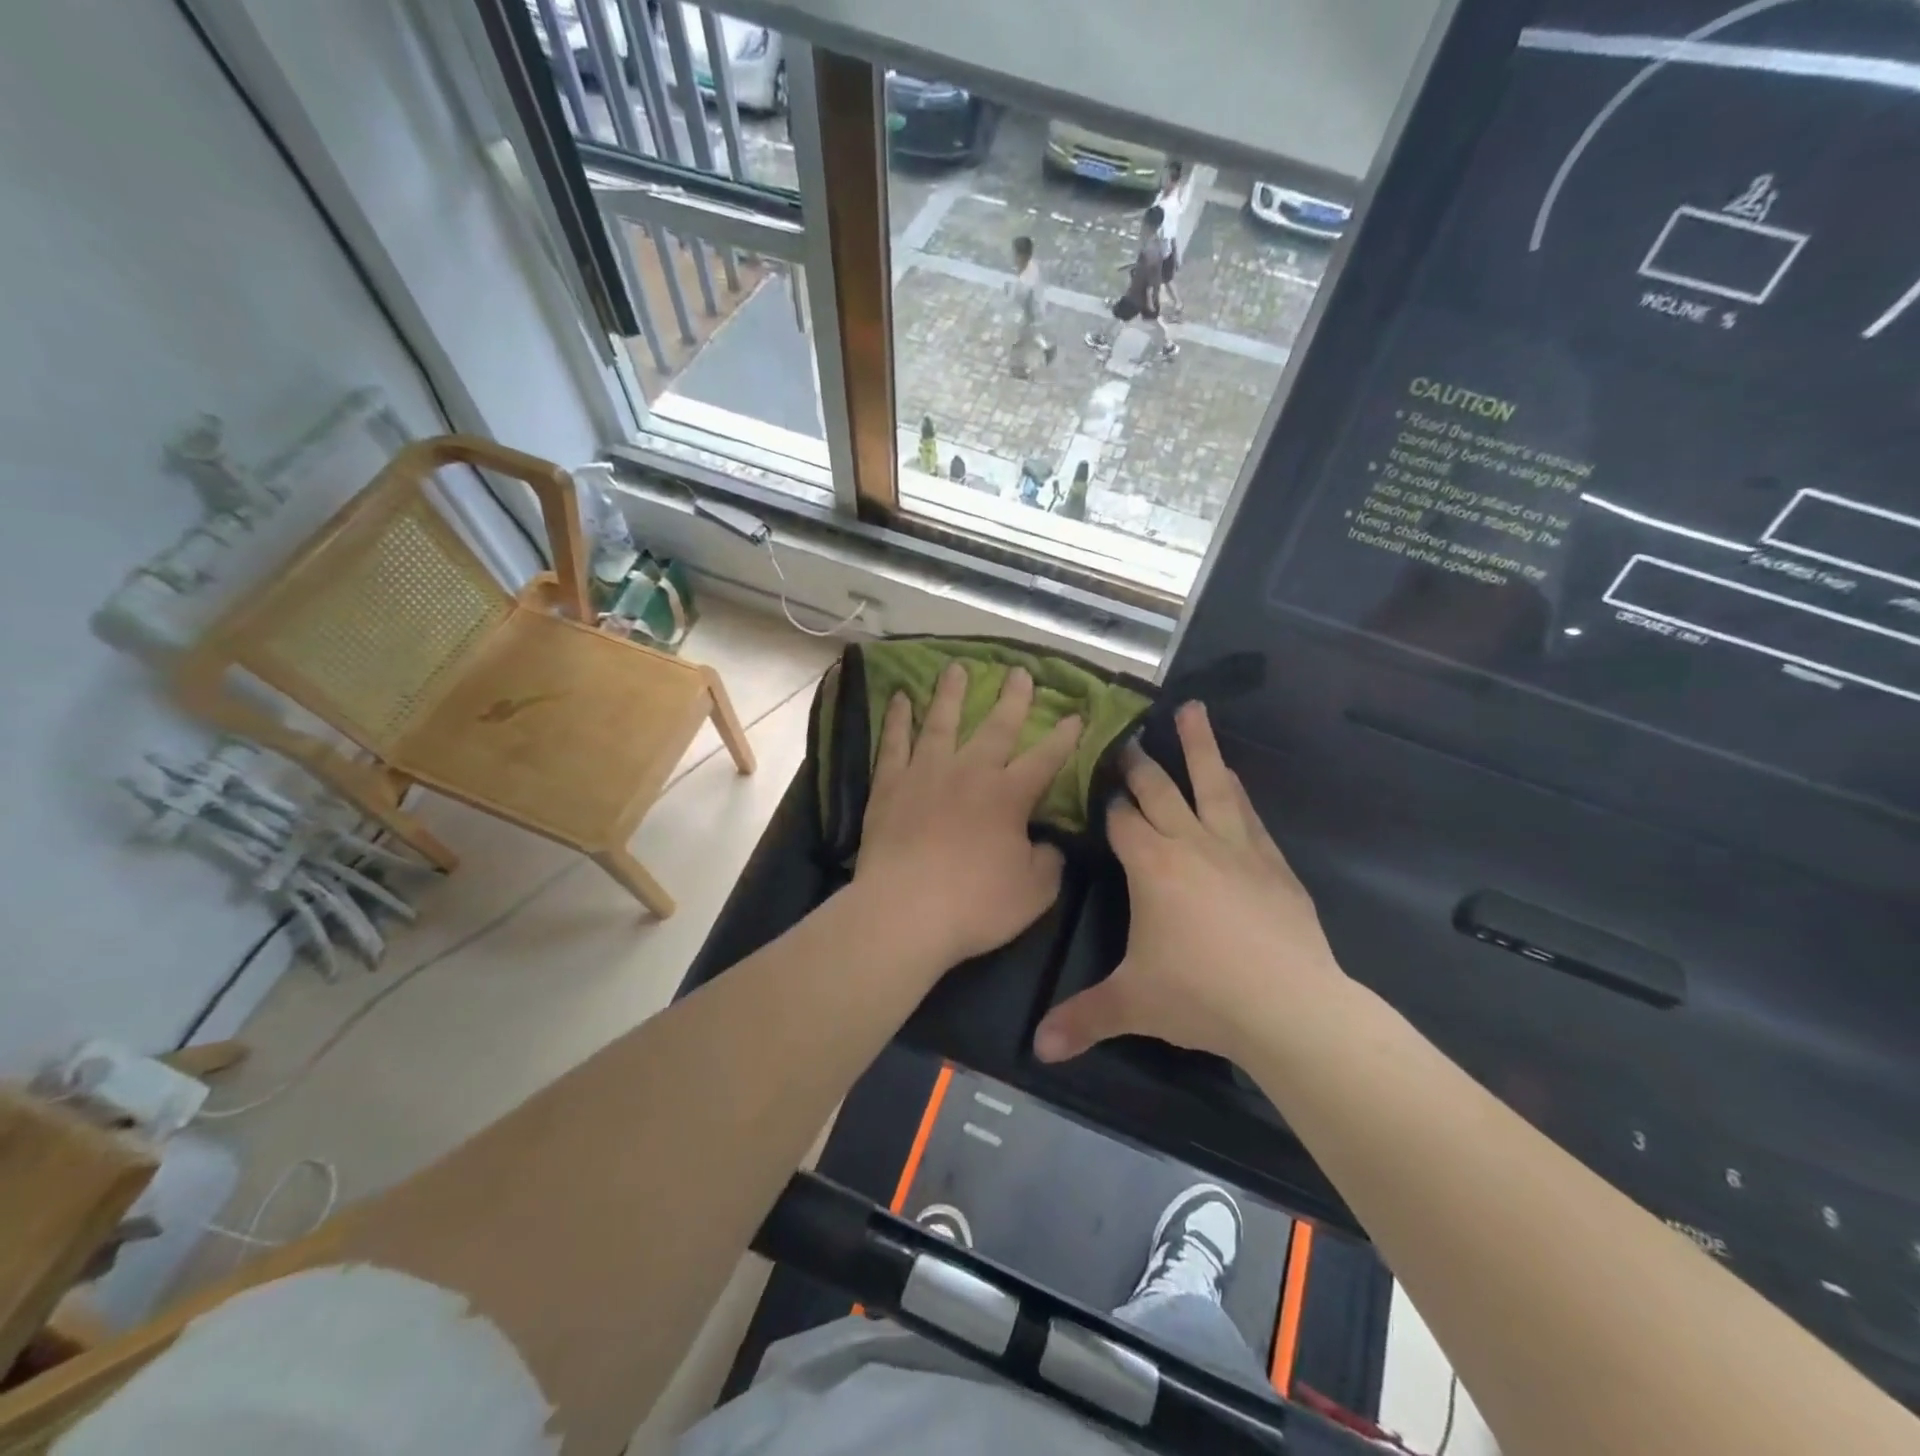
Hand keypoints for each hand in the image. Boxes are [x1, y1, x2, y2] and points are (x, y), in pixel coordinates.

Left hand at [852, 663, 1082, 969]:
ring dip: (951, 693)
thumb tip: (1049, 843)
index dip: (1064, 737)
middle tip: (1019, 672)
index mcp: (1008, 795)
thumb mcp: (1034, 891)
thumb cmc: (975, 904)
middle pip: (995, 727)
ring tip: (956, 667)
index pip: (1045, 758)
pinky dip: (898, 719)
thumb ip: (1048, 861)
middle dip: (1012, 699)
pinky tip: (901, 698)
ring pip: (941, 722)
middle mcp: (969, 772)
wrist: (905, 912)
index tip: (1077, 715)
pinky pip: (894, 743)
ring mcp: (925, 774)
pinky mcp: (889, 785)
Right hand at [1033, 701, 1343, 1065]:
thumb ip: (1082, 1019)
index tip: (1092, 777)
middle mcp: (1191, 843)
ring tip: (1193, 710)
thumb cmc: (1201, 995)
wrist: (1290, 1007)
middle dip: (1139, 762)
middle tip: (1126, 735)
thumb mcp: (1132, 1004)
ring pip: (1213, 784)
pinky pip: (1248, 815)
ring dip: (1200, 747)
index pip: (1121, 818)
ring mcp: (1238, 848)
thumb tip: (1036, 1050)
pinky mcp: (1273, 864)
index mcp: (1151, 865)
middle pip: (1160, 789)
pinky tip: (1235, 781)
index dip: (1105, 799)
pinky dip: (1237, 792)